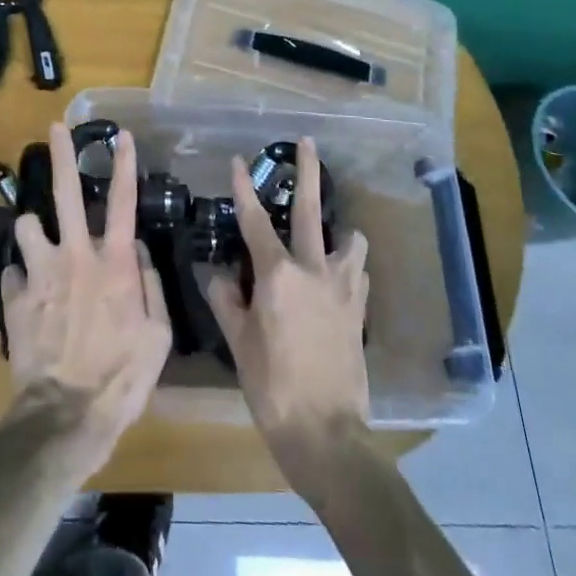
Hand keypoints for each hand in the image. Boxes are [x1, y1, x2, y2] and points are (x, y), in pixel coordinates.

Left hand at [0, 124, 172, 474]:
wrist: (64, 417)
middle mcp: (75, 255)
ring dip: (34, 230)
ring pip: (28, 225)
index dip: (125, 164)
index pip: (123, 201)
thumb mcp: (157, 336)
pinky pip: (15, 272)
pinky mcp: (15, 297)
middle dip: (62, 155)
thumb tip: (137, 249)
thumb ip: (149, 285)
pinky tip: (29, 297)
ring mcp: (40, 273)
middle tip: (56, 127)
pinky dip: (23, 278)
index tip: (122, 134)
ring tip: (39, 241)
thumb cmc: (121, 378)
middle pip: (67, 193)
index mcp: (114, 263)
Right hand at [208, 137, 370, 499]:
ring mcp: (343, 288)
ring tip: (331, 233)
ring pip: (349, 240)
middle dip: (308, 171)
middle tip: (308, 142)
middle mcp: (313, 269)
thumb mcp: (239, 343)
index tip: (237, 161)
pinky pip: (359, 272)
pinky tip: (340, 275)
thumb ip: (227, 300)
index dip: (243, 189)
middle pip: (310, 210)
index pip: (254, 222)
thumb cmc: (272, 386)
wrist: (326, 432)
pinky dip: (350, 265)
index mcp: (278, 275)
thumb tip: (215, 272)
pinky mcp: (360, 309)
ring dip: (339, 229)